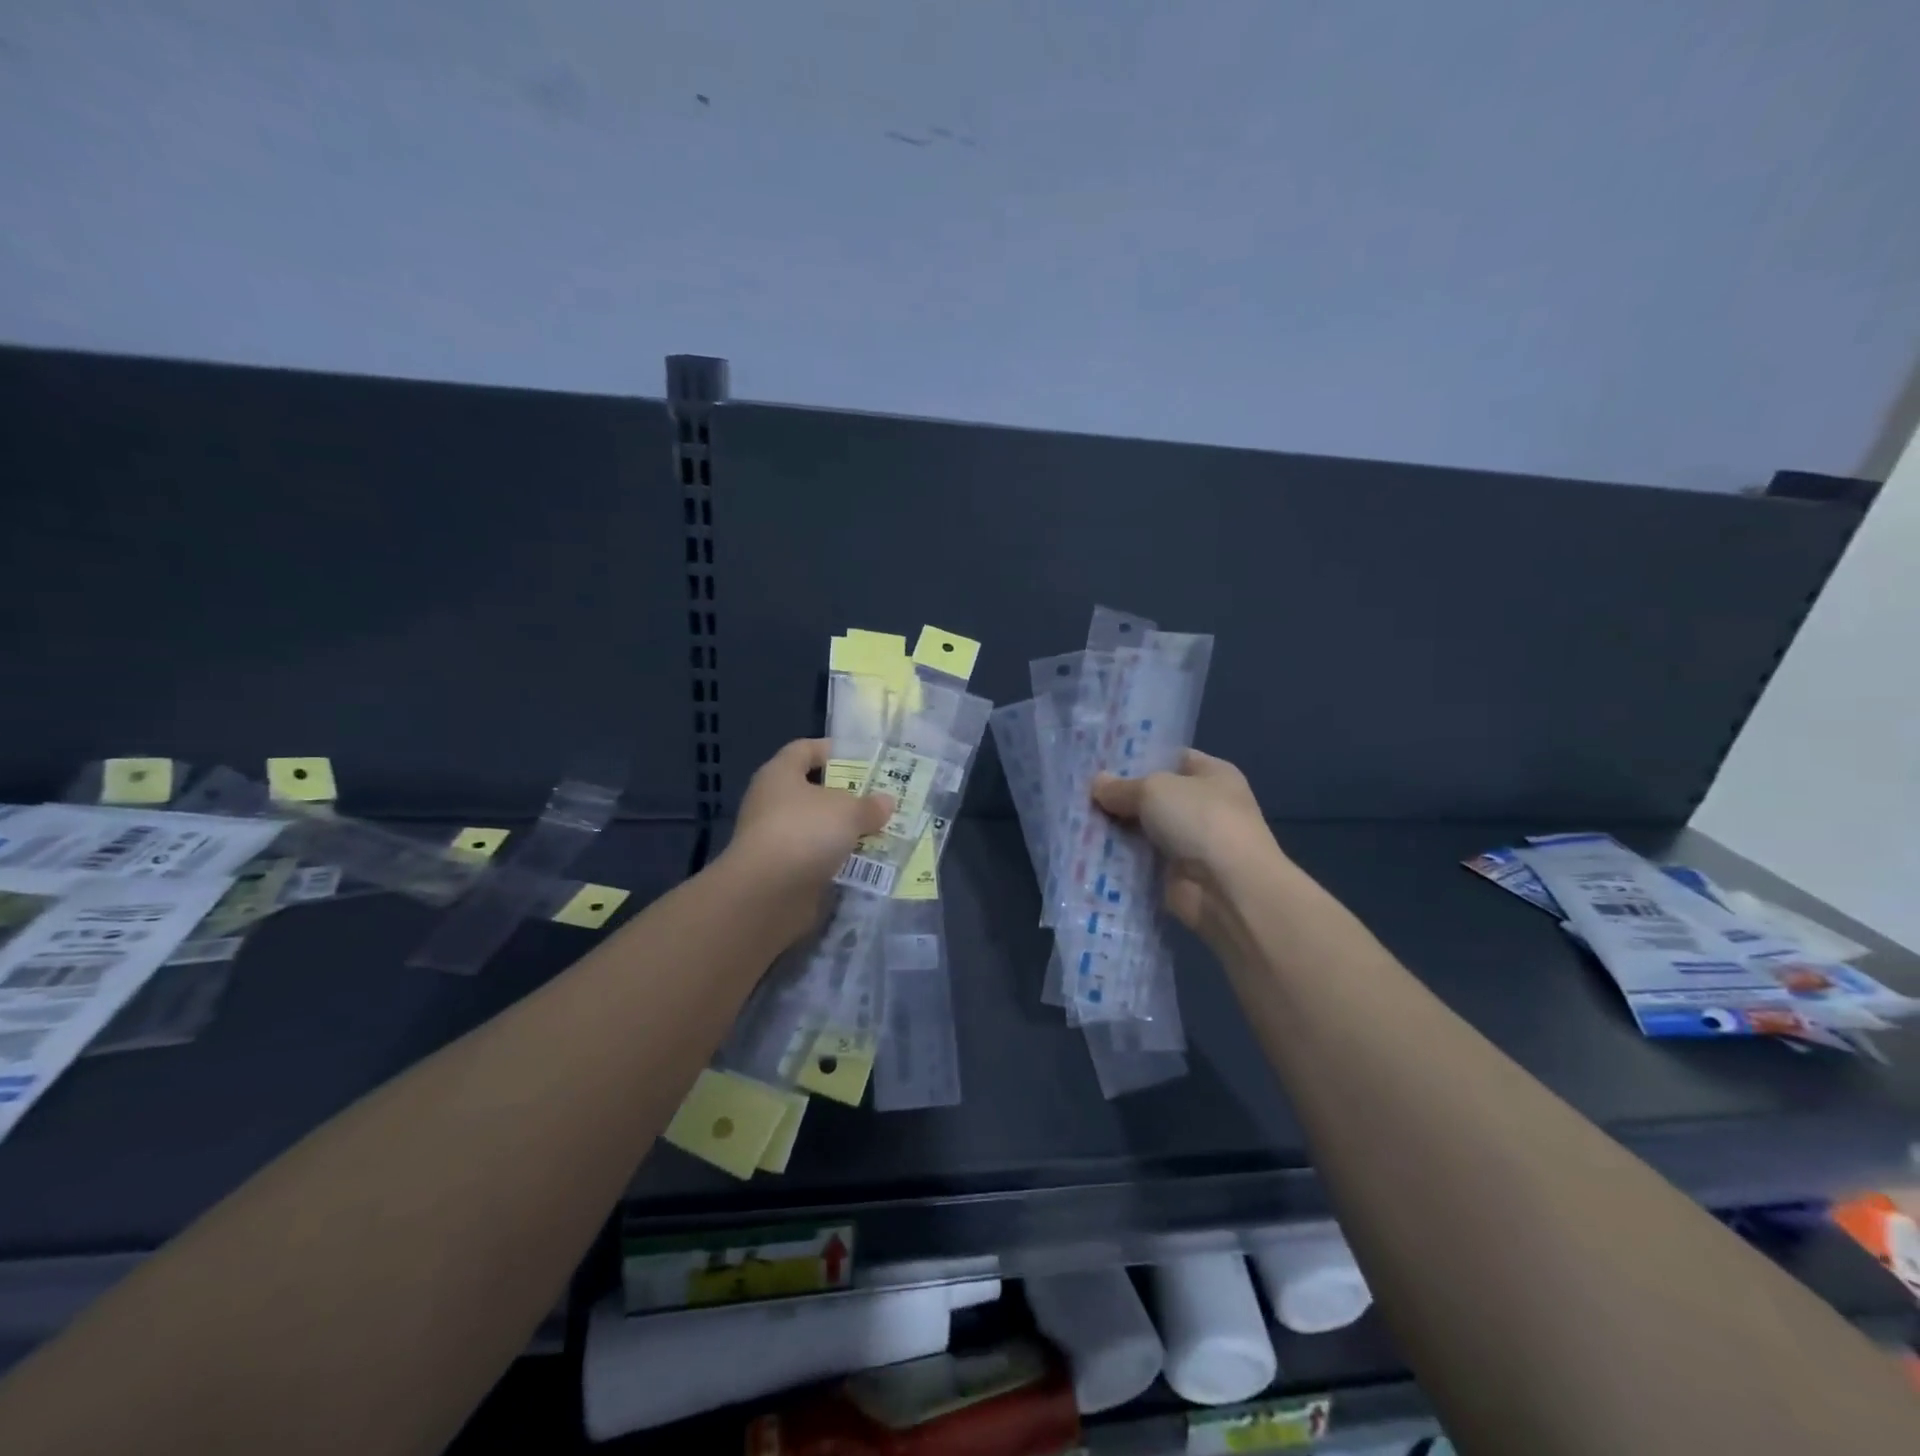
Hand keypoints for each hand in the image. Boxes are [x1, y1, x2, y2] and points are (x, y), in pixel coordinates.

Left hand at [719, 739, 894, 947]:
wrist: (767, 894)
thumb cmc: (805, 832)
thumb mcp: (848, 811)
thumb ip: (869, 805)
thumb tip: (886, 802)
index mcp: (780, 774)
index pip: (804, 749)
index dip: (832, 749)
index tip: (862, 758)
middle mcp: (772, 802)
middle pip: (813, 791)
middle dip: (846, 795)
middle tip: (879, 798)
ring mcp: (775, 838)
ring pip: (817, 827)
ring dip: (844, 831)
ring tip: (880, 831)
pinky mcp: (782, 871)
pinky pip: (816, 858)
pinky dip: (838, 859)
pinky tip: (866, 862)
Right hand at [1092, 750, 1280, 942]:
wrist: (1227, 888)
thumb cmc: (1200, 820)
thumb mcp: (1154, 789)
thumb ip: (1122, 787)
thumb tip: (1097, 784)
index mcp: (1213, 775)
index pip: (1172, 758)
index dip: (1139, 758)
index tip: (1101, 761)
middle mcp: (1205, 806)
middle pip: (1153, 796)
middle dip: (1120, 796)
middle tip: (1080, 791)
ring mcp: (1190, 842)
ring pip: (1143, 829)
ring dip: (1115, 829)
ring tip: (1074, 819)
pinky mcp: (1175, 874)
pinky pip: (1140, 860)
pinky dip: (1118, 858)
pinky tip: (1086, 850)